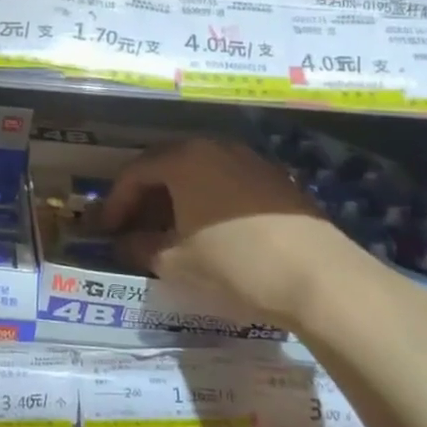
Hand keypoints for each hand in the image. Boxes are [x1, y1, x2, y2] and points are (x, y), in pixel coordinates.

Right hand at [102, 137, 377, 332]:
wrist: (321, 279)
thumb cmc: (235, 263)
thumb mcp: (174, 262)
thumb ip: (139, 247)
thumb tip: (125, 242)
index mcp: (184, 158)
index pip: (134, 172)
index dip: (115, 202)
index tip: (105, 230)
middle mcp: (215, 147)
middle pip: (166, 165)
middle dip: (145, 196)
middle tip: (132, 226)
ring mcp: (250, 160)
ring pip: (198, 172)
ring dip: (176, 197)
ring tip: (169, 229)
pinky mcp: (276, 181)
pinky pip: (226, 182)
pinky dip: (207, 200)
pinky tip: (208, 229)